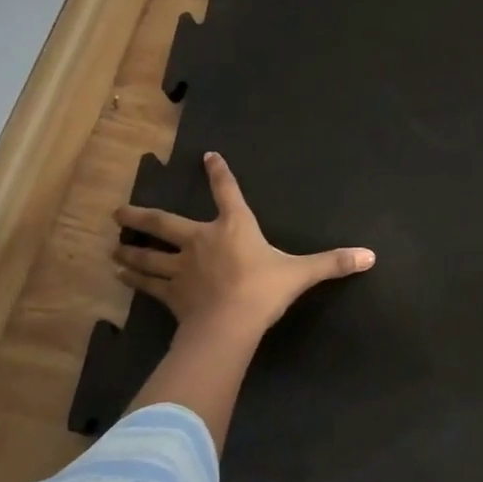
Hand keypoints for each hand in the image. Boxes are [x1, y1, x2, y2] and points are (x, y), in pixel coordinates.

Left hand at [114, 151, 374, 335]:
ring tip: (112, 245)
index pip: (227, 193)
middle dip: (140, 217)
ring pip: (148, 256)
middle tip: (117, 212)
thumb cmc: (264, 290)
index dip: (218, 174)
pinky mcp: (171, 294)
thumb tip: (370, 256)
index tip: (208, 157)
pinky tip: (119, 275)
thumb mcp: (302, 273)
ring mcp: (181, 268)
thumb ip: (333, 263)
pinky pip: (148, 284)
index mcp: (234, 228)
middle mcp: (201, 241)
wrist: (230, 324)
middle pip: (164, 224)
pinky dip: (133, 280)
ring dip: (130, 250)